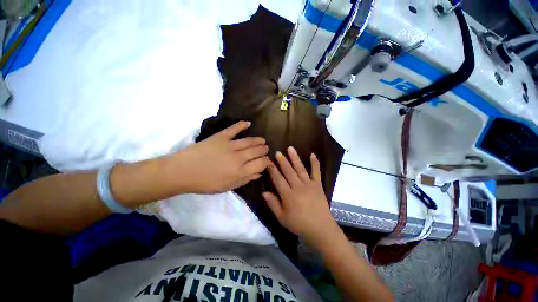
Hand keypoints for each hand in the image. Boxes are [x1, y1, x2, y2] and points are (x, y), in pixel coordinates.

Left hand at [171, 121, 271, 193]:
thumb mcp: (228, 187)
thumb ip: (245, 180)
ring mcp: (230, 145)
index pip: (261, 164)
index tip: (268, 162)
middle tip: (266, 149)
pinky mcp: (221, 137)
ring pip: (249, 141)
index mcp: (241, 171)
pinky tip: (248, 123)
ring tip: (263, 140)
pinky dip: (241, 125)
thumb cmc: (206, 183)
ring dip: (258, 140)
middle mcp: (239, 157)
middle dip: (264, 150)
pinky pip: (234, 129)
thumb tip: (259, 174)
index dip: (267, 162)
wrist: (183, 171)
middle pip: (257, 151)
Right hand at [263, 146, 338, 245]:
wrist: (320, 229)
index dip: (272, 170)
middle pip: (288, 171)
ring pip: (300, 168)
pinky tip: (312, 154)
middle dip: (282, 161)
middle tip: (278, 152)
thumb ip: (273, 204)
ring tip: (290, 148)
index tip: (268, 162)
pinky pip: (316, 172)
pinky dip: (315, 163)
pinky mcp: (318, 185)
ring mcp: (309, 184)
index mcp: (288, 195)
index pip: (278, 179)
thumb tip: (263, 192)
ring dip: (295, 158)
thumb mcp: (282, 218)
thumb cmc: (299, 224)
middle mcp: (298, 187)